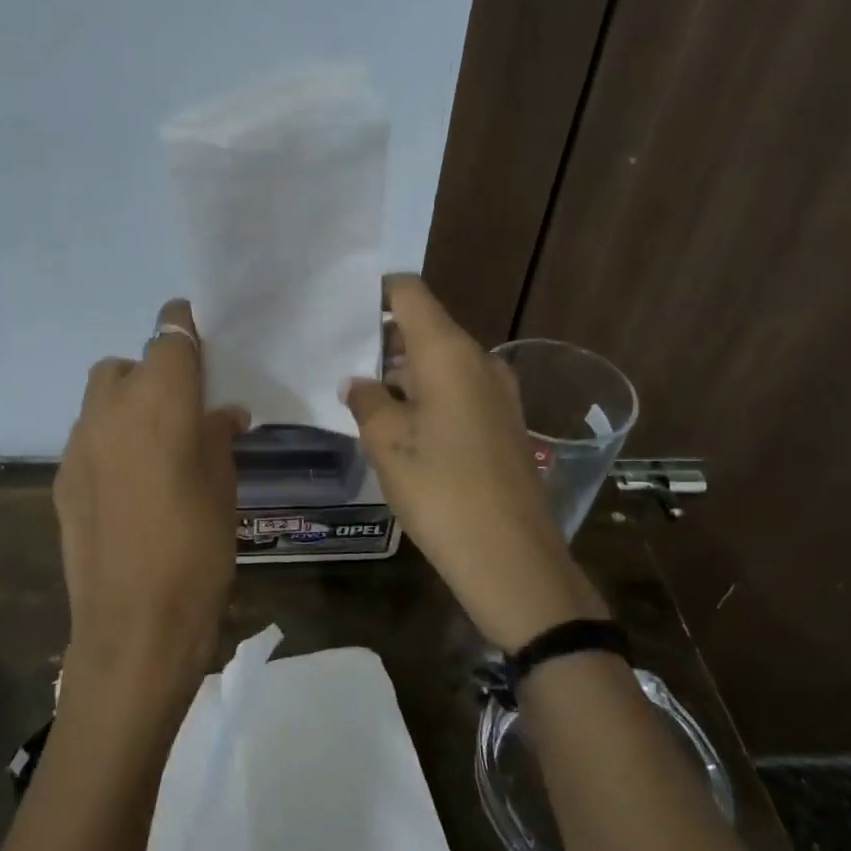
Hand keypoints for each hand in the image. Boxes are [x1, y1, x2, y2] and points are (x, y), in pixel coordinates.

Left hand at [54, 299, 246, 717]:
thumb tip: (222, 414)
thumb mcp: (224, 487)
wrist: (136, 623)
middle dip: (152, 373)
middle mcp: (111, 409)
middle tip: (183, 409)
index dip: (182, 327)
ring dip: (128, 406)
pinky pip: (88, 440)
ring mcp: (78, 444)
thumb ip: (218, 437)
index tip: (196, 333)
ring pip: (101, 400)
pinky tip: (130, 485)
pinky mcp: (62, 478)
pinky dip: (110, 442)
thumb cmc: (198, 549)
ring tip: (156, 448)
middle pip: (127, 365)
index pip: (168, 336)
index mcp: (160, 401)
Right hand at [341, 275, 605, 650]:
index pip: (410, 293)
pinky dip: (428, 398)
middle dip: (383, 341)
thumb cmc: (441, 489)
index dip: (376, 292)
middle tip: (340, 361)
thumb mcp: (387, 442)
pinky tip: (402, 429)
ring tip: (363, 398)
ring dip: (404, 374)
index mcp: (449, 352)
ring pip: (442, 365)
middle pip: (426, 328)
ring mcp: (499, 394)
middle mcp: (480, 361)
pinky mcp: (505, 425)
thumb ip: (366, 401)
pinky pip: (459, 393)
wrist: (510, 557)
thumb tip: (359, 381)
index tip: (342, 309)